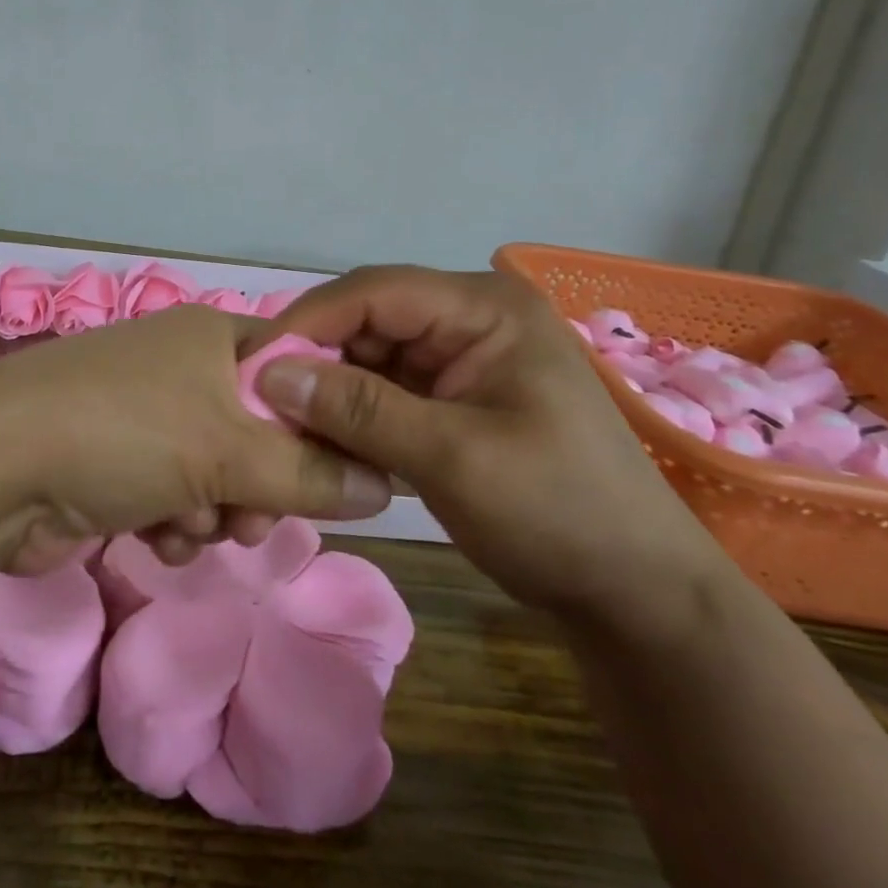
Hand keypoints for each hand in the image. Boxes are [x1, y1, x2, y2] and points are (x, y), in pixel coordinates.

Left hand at [0, 304, 392, 573]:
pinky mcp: (117, 464)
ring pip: (220, 476)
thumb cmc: (124, 433)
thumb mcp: (229, 451)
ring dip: (215, 513)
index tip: (337, 474)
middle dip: (261, 486)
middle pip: (261, 433)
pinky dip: (174, 523)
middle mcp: (181, 369)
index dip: (321, 422)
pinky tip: (154, 536)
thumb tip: (388, 485)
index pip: (296, 371)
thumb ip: (312, 472)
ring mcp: (145, 417)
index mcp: (213, 339)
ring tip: (190, 526)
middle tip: (252, 518)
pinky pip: (177, 498)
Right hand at [259, 265, 730, 628]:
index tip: (251, 366)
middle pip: (366, 321)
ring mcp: (461, 357)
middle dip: (315, 361)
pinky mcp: (453, 395)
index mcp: (483, 308)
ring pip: (369, 358)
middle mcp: (469, 317)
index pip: (373, 292)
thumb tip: (269, 374)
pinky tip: (326, 445)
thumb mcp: (453, 459)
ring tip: (286, 430)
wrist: (636, 595)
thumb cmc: (559, 514)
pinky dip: (353, 416)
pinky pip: (385, 390)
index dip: (307, 322)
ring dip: (329, 392)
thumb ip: (359, 410)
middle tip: (261, 406)